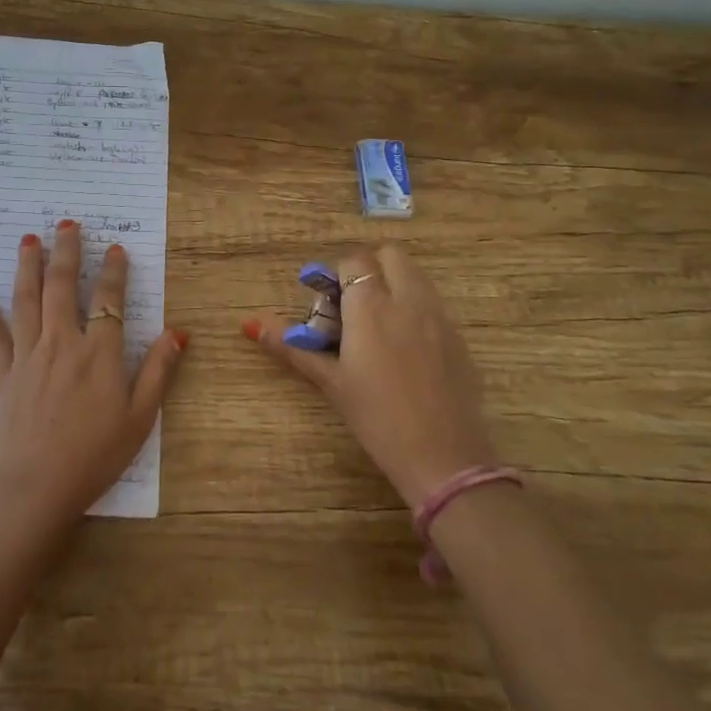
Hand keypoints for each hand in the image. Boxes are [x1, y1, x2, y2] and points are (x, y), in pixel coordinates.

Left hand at [0, 220, 187, 531]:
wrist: (31, 489)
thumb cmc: (92, 458)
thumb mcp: (139, 419)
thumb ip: (158, 372)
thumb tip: (177, 332)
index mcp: (99, 354)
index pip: (109, 300)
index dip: (115, 272)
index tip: (116, 248)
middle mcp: (62, 343)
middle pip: (64, 287)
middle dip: (68, 252)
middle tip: (68, 224)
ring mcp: (27, 355)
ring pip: (27, 299)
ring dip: (28, 266)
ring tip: (29, 239)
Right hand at [245, 244, 492, 506]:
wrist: (442, 455)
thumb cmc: (376, 417)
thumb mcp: (330, 381)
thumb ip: (293, 347)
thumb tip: (252, 325)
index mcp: (371, 307)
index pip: (354, 261)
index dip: (337, 276)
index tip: (328, 304)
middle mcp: (408, 300)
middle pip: (390, 255)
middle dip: (370, 268)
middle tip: (354, 304)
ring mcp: (439, 316)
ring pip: (416, 275)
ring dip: (394, 283)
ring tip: (378, 324)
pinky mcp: (459, 336)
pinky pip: (433, 303)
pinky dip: (415, 307)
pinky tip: (405, 348)